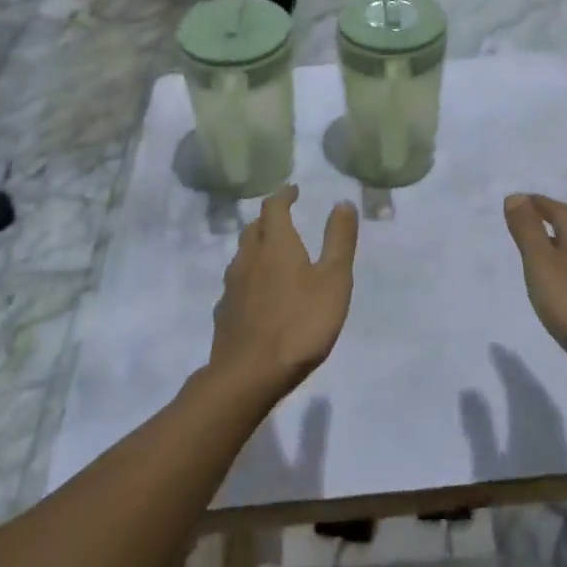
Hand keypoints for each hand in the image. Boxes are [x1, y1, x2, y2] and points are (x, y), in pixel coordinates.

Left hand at [209, 187, 359, 404]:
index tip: (293, 190)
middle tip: (284, 219)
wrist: (248, 376)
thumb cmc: (300, 323)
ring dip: (256, 247)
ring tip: (271, 254)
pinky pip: (236, 284)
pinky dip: (248, 278)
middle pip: (254, 228)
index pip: (274, 207)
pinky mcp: (223, 314)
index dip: (284, 195)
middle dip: (269, 219)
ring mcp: (232, 287)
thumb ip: (339, 240)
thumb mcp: (334, 280)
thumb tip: (342, 202)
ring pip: (242, 255)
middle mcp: (249, 258)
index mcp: (276, 244)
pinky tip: (256, 294)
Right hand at [503, 194, 566, 412]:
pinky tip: (557, 293)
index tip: (519, 201)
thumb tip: (516, 197)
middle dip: (548, 223)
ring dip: (556, 250)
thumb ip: (528, 231)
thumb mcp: (542, 263)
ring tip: (536, 257)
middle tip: (524, 225)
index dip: (539, 203)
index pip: (558, 211)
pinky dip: (564, 276)